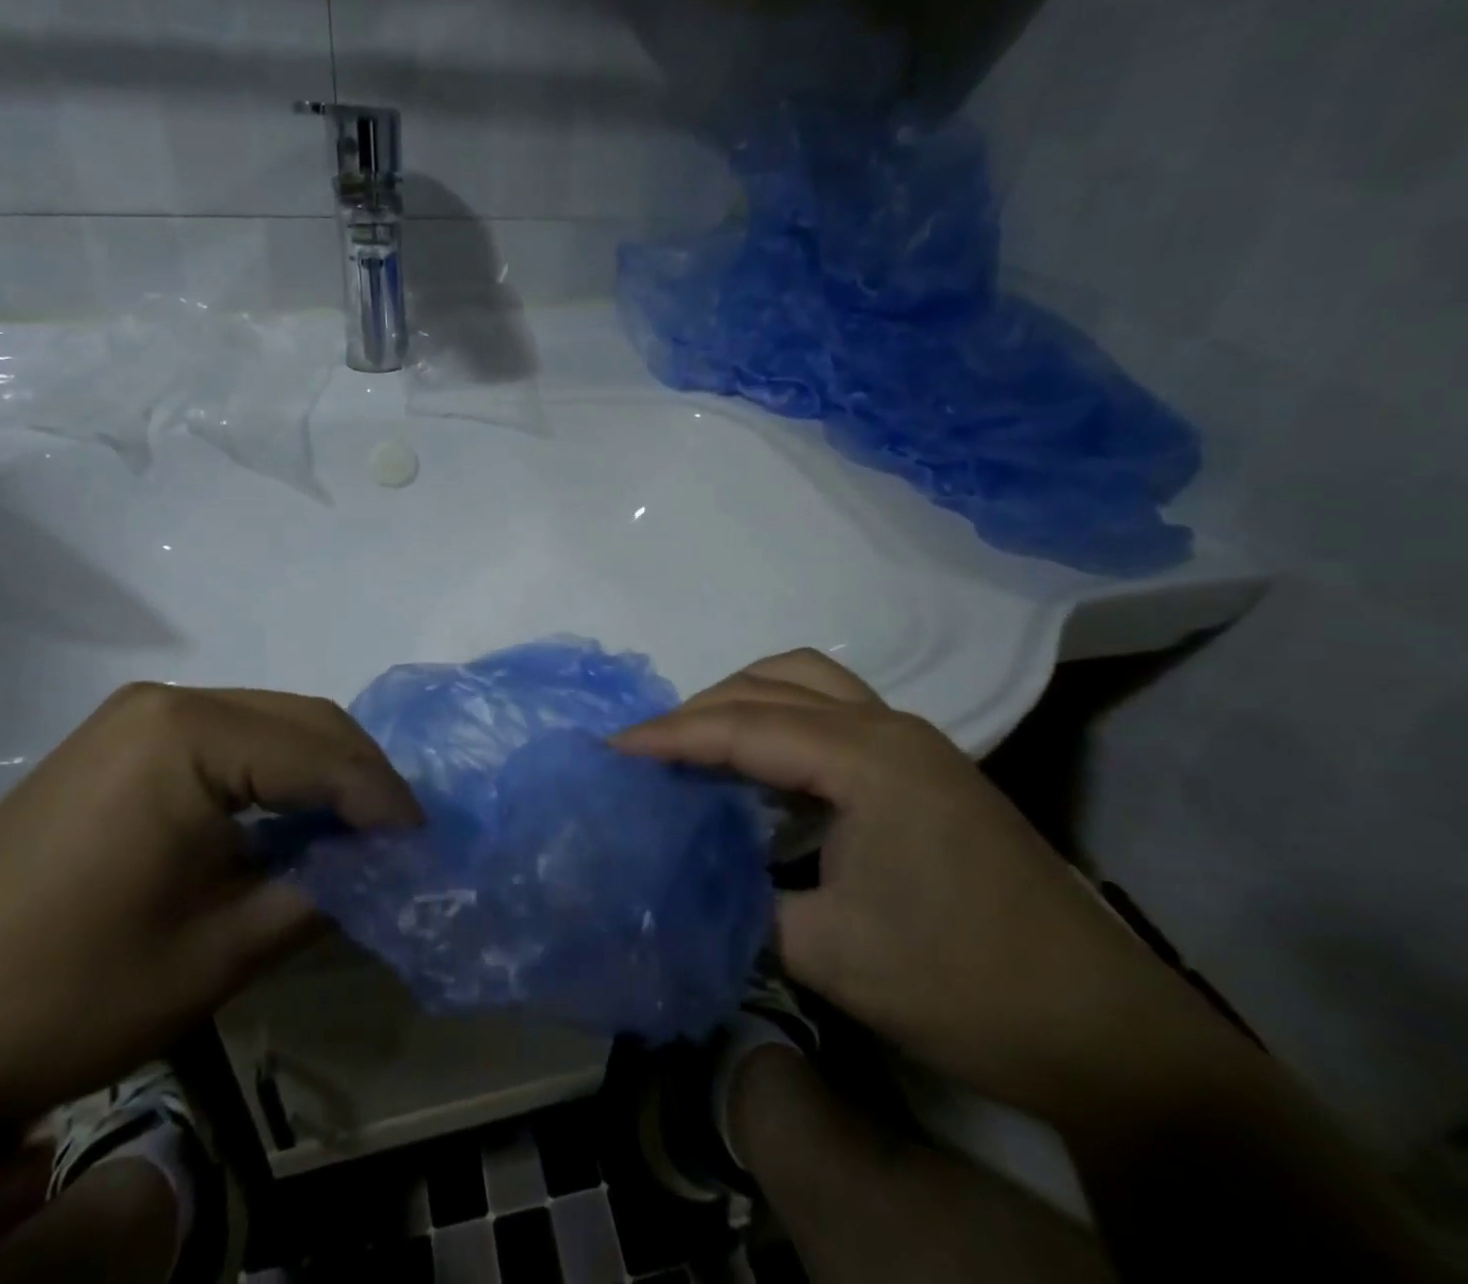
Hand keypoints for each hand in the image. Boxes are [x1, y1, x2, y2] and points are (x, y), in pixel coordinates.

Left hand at [0, 683, 419, 1124]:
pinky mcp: (117, 743)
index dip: (383, 799)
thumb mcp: (221, 952)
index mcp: (188, 734)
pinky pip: (225, 741)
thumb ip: (322, 892)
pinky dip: (273, 776)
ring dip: (320, 773)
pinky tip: (288, 821)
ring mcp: (135, 718)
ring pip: (267, 725)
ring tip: (355, 832)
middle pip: (299, 720)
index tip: (426, 844)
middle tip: (399, 836)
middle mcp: (165, 701)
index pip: (320, 752)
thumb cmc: (70, 991)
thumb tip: (386, 866)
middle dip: (359, 776)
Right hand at [614, 650, 1227, 1121]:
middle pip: (771, 686)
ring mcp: (914, 741)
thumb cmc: (963, 986)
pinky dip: (780, 719)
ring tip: (696, 743)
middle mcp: (889, 728)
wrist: (1104, 1032)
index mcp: (868, 759)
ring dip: (743, 700)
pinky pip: (832, 711)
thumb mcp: (827, 953)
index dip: (669, 736)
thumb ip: (740, 900)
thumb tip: (683, 875)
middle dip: (699, 709)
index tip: (610, 748)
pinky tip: (760, 764)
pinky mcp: (925, 766)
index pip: (743, 728)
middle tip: (648, 750)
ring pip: (806, 682)